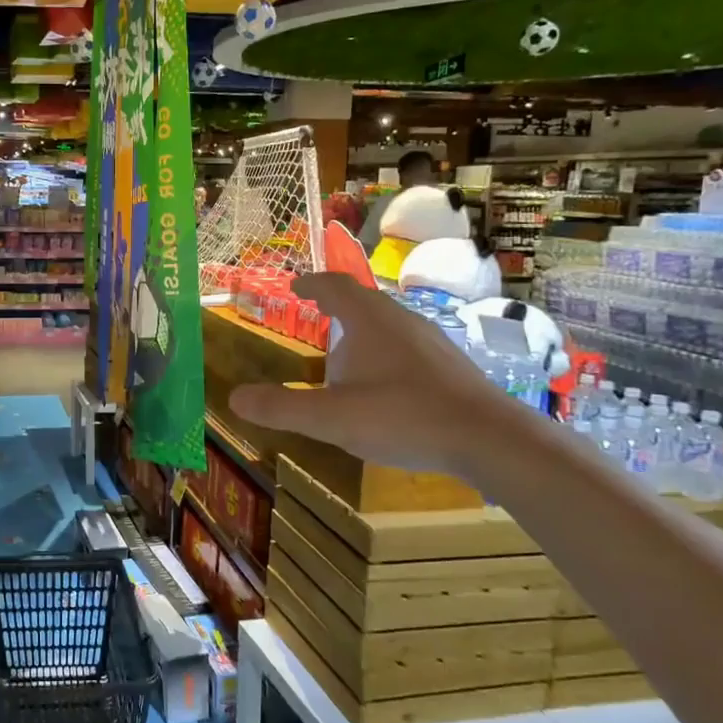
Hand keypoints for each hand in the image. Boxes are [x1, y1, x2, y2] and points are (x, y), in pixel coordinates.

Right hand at [228, 272, 515, 476]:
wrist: (488, 438)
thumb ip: (282, 408)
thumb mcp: (332, 418)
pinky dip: (383, 353)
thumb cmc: (403, 417)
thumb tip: (234, 398)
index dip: (311, 284)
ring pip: (387, 324)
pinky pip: (405, 346)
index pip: (334, 287)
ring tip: (344, 355)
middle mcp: (401, 320)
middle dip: (336, 307)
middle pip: (363, 302)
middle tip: (315, 316)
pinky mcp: (448, 365)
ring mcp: (430, 341)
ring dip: (361, 332)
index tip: (295, 286)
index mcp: (369, 320)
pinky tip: (382, 385)